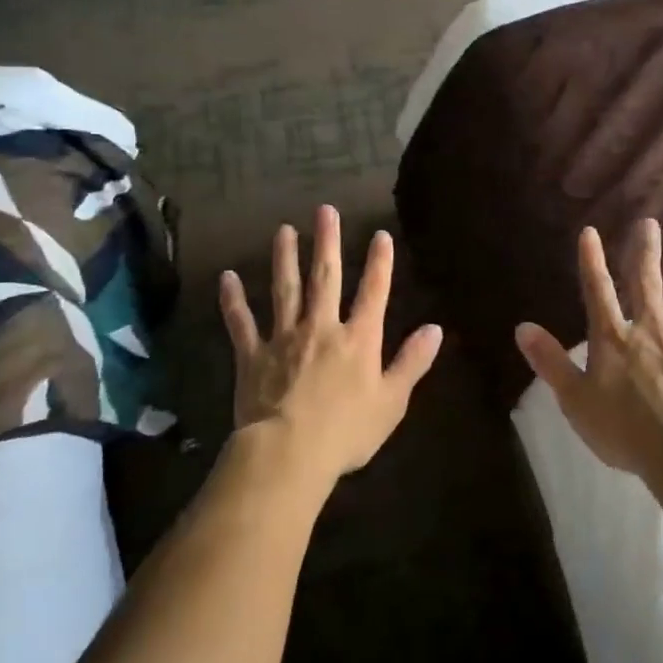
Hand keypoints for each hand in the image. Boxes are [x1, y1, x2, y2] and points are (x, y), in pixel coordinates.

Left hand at [219, 205, 442, 493]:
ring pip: (285, 290)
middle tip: (324, 210)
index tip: (379, 235)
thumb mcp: (392, 401)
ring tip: (283, 230)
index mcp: (358, 340)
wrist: (289, 452)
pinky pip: (241, 323)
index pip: (373, 293)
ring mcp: (284, 338)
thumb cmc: (347, 432)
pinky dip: (233, 300)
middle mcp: (321, 328)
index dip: (379, 263)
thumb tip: (436, 329)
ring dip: (285, 258)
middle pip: (326, 278)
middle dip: (326, 243)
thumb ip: (412, 362)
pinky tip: (227, 277)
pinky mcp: (253, 355)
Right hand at [515, 219, 662, 479]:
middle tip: (649, 223)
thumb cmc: (624, 428)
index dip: (591, 261)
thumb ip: (550, 361)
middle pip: (645, 285)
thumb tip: (522, 327)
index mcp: (612, 338)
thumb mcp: (575, 399)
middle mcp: (649, 330)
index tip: (591, 232)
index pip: (598, 291)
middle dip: (643, 253)